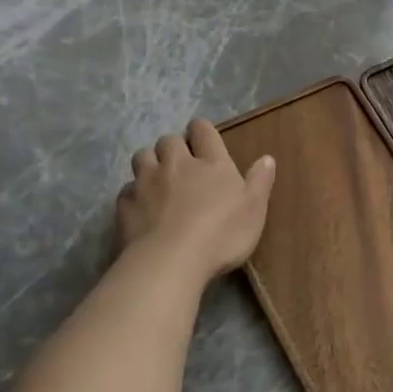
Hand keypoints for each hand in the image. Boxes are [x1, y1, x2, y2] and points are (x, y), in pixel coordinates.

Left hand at [115, 119, 275, 283]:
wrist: (171, 261)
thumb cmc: (222, 235)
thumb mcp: (254, 210)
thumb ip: (260, 182)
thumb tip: (267, 158)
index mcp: (211, 163)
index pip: (203, 130)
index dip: (202, 131)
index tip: (204, 139)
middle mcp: (176, 164)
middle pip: (168, 140)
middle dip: (174, 147)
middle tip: (182, 164)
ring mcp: (146, 182)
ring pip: (142, 157)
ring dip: (150, 163)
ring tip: (158, 180)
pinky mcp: (125, 204)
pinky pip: (127, 189)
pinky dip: (134, 193)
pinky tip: (142, 208)